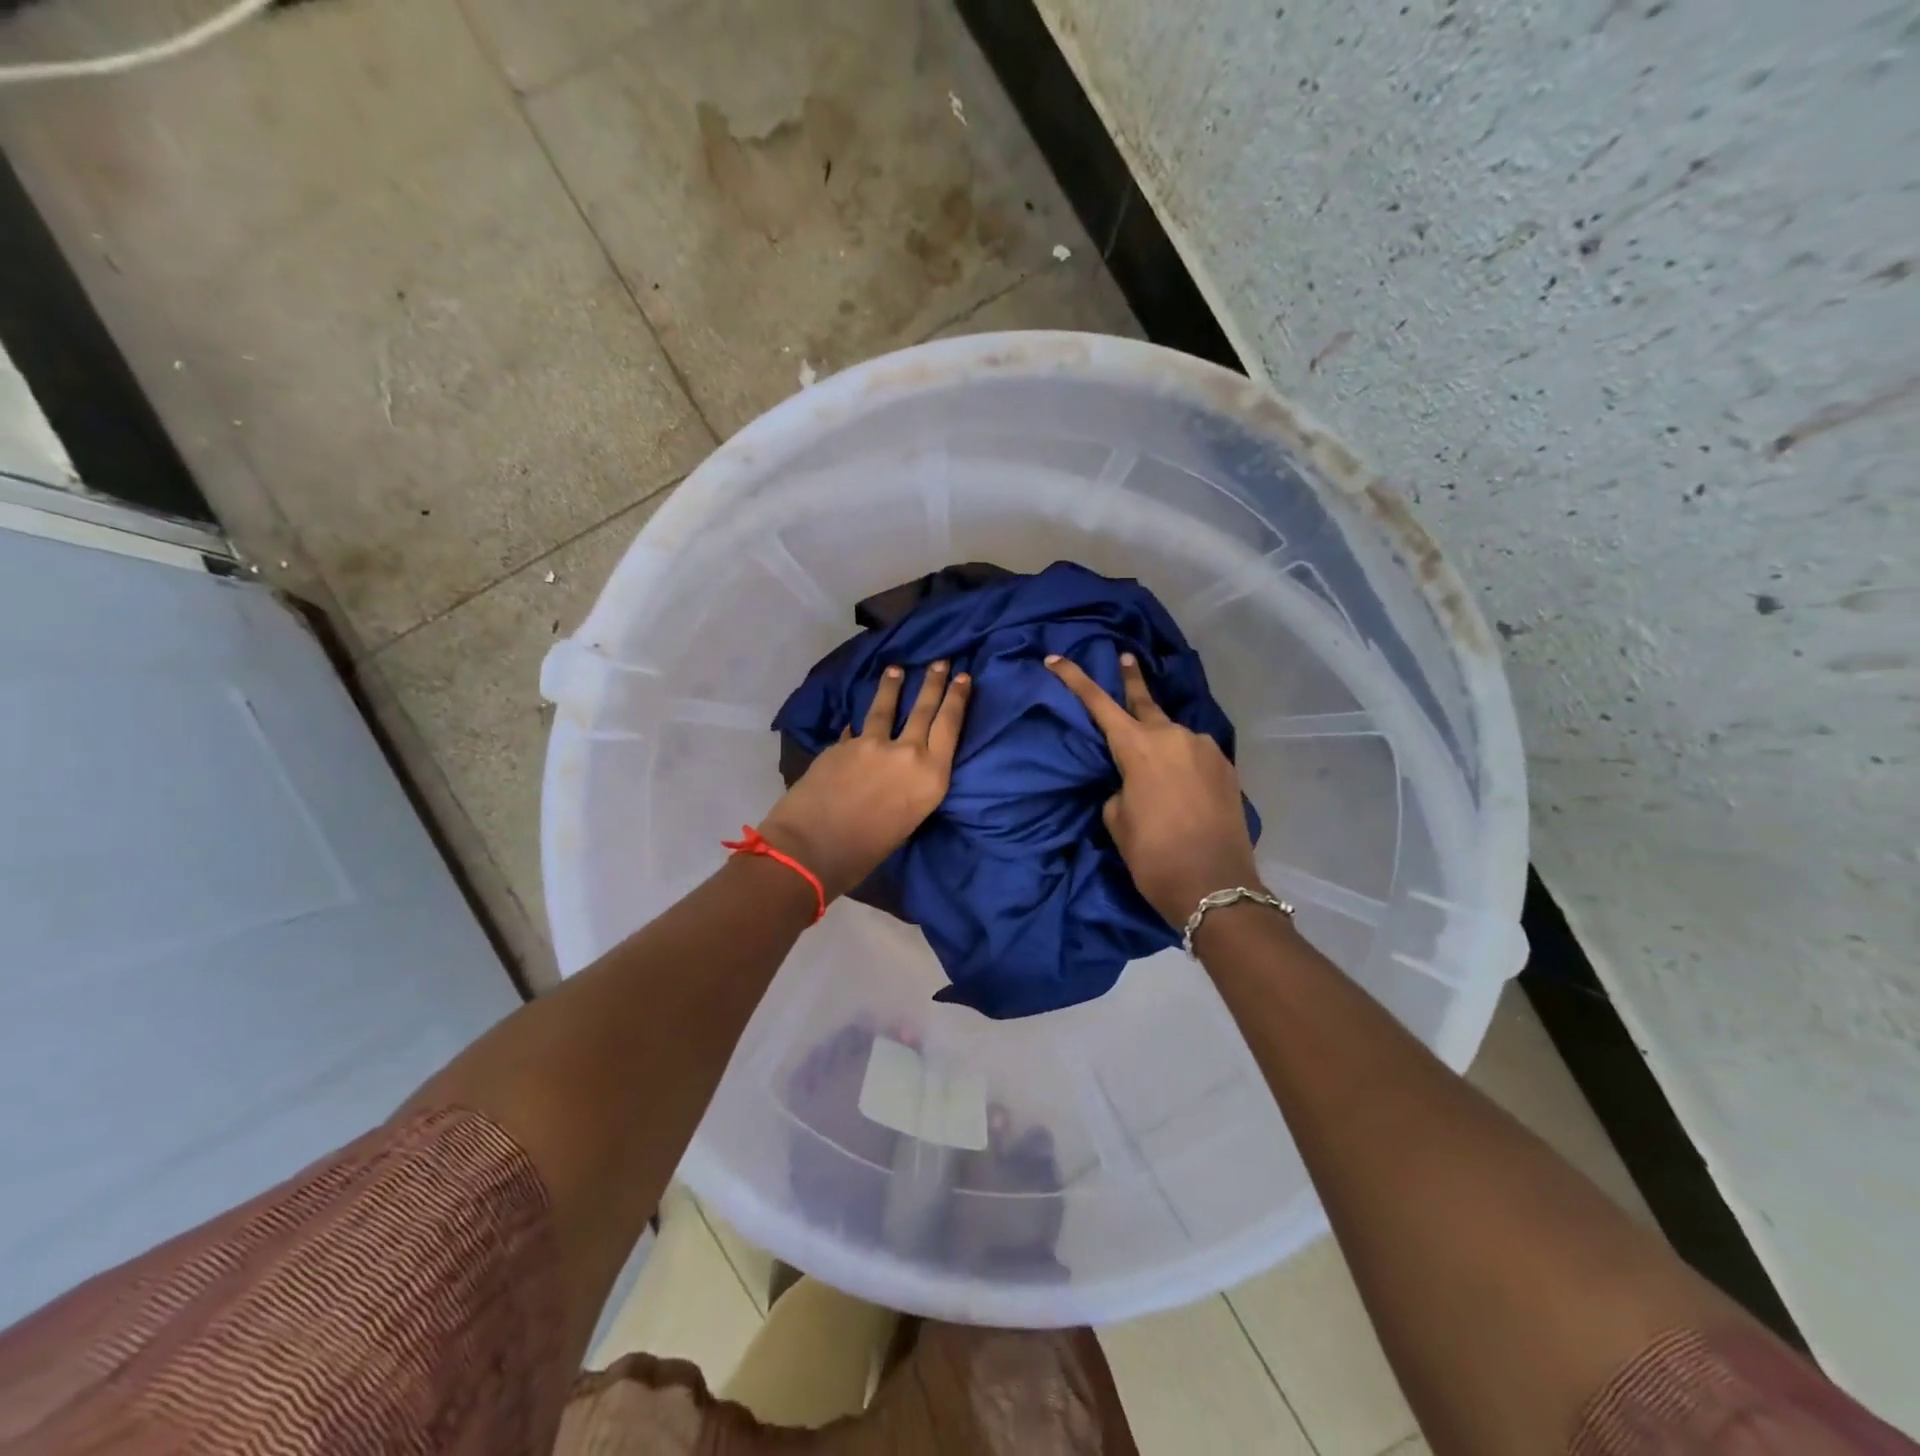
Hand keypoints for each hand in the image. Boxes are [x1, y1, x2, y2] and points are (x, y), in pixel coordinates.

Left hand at [759, 661, 971, 901]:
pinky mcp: (843, 744)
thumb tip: (901, 771)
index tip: (964, 677)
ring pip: (887, 706)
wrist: (812, 849)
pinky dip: (859, 724)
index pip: (950, 725)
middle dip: (934, 682)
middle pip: (924, 708)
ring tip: (896, 669)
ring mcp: (872, 744)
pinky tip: (856, 719)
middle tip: (941, 661)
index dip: (958, 698)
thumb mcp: (908, 820)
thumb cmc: (867, 852)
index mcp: (932, 777)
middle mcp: (908, 753)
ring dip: (893, 686)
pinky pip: (856, 728)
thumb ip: (911, 787)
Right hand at [1046, 652, 1261, 926]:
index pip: (1098, 703)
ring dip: (1159, 737)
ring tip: (1153, 758)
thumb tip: (1132, 780)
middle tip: (1124, 657)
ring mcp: (1204, 748)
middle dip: (1131, 679)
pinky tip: (1179, 781)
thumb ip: (1119, 788)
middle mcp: (1173, 736)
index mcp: (1138, 747)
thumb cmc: (1154, 855)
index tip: (1056, 658)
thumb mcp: (1118, 821)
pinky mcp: (1225, 767)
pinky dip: (1180, 758)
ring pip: (1172, 733)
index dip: (1074, 679)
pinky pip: (1193, 753)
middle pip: (1144, 700)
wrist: (1215, 887)